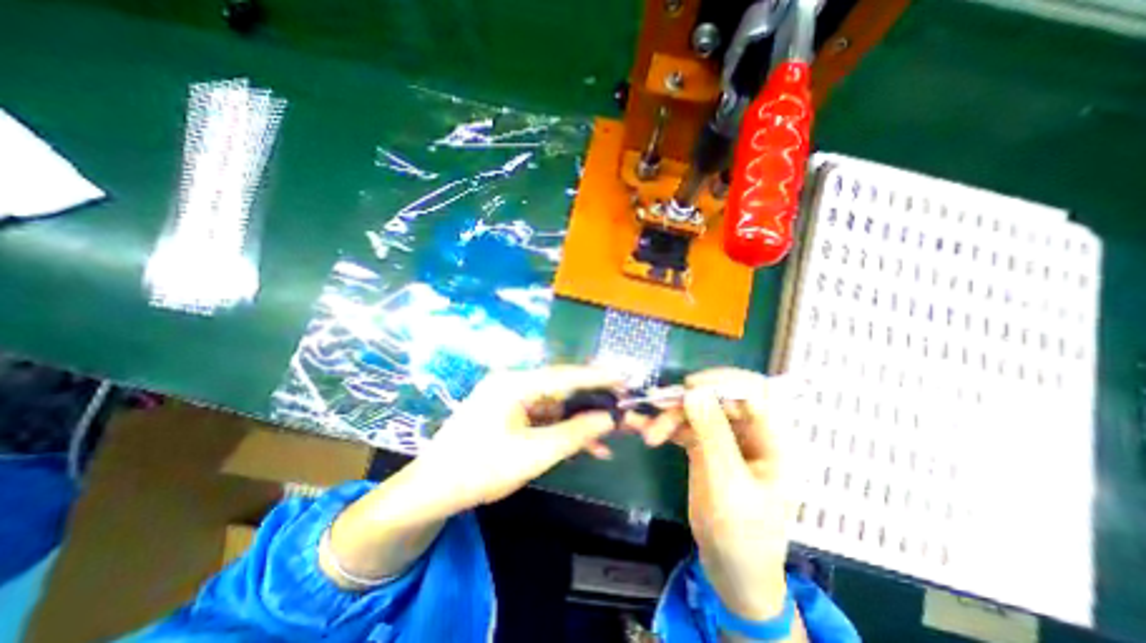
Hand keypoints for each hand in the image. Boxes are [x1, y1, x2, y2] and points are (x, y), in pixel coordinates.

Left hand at [321, 364, 623, 585]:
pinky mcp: (509, 414)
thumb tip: (609, 419)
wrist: (432, 491)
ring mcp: (510, 399)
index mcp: (515, 383)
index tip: (624, 378)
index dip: (596, 377)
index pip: (564, 375)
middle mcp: (513, 384)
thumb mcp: (534, 454)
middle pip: (561, 389)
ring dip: (579, 423)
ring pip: (555, 407)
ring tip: (609, 439)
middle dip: (591, 404)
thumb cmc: (480, 469)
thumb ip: (575, 433)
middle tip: (620, 411)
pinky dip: (562, 430)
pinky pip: (543, 418)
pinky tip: (584, 446)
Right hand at [630, 369, 793, 618]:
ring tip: (649, 433)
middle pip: (720, 398)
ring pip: (700, 410)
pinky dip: (668, 427)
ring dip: (672, 416)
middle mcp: (752, 434)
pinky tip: (650, 434)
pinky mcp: (708, 447)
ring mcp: (729, 439)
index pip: (756, 392)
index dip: (724, 381)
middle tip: (657, 406)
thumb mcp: (727, 486)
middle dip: (688, 401)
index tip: (690, 386)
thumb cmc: (741, 537)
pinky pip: (688, 426)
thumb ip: (712, 436)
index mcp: (774, 442)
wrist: (733, 573)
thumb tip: (693, 391)